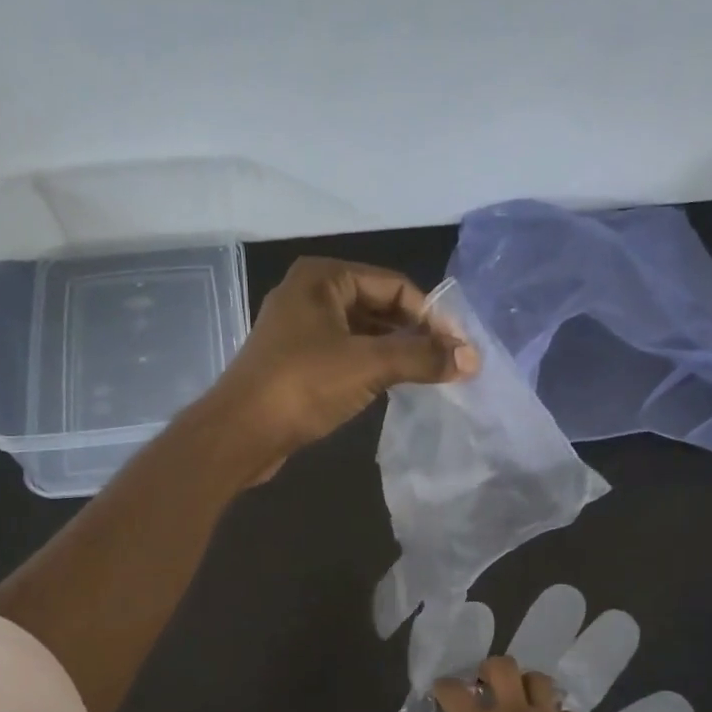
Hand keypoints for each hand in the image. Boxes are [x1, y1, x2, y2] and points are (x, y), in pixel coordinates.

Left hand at [205, 257, 476, 478]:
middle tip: (450, 363)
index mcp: (323, 277)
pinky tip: (395, 386)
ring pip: (363, 333)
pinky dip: (373, 366)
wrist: (239, 434)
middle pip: (379, 306)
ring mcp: (300, 330)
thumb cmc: (302, 386)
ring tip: (430, 376)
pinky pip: (346, 355)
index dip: (431, 315)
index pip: (393, 285)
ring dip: (396, 352)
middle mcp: (310, 295)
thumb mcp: (368, 365)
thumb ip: (421, 357)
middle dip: (415, 333)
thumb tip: (471, 359)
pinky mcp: (297, 363)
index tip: (460, 348)